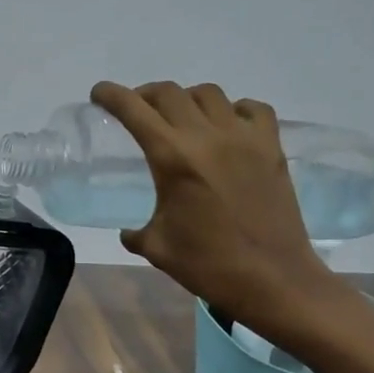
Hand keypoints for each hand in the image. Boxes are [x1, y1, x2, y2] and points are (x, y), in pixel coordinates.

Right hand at [90, 80, 333, 328]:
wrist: (274, 280)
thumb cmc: (209, 266)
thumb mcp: (158, 248)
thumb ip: (135, 232)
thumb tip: (128, 231)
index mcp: (172, 157)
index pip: (134, 109)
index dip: (111, 95)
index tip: (99, 94)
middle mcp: (206, 136)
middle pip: (169, 92)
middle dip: (145, 95)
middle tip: (137, 109)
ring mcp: (244, 138)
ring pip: (209, 94)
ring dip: (187, 99)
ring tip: (182, 117)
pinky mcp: (272, 147)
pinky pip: (253, 109)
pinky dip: (235, 110)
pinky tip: (228, 127)